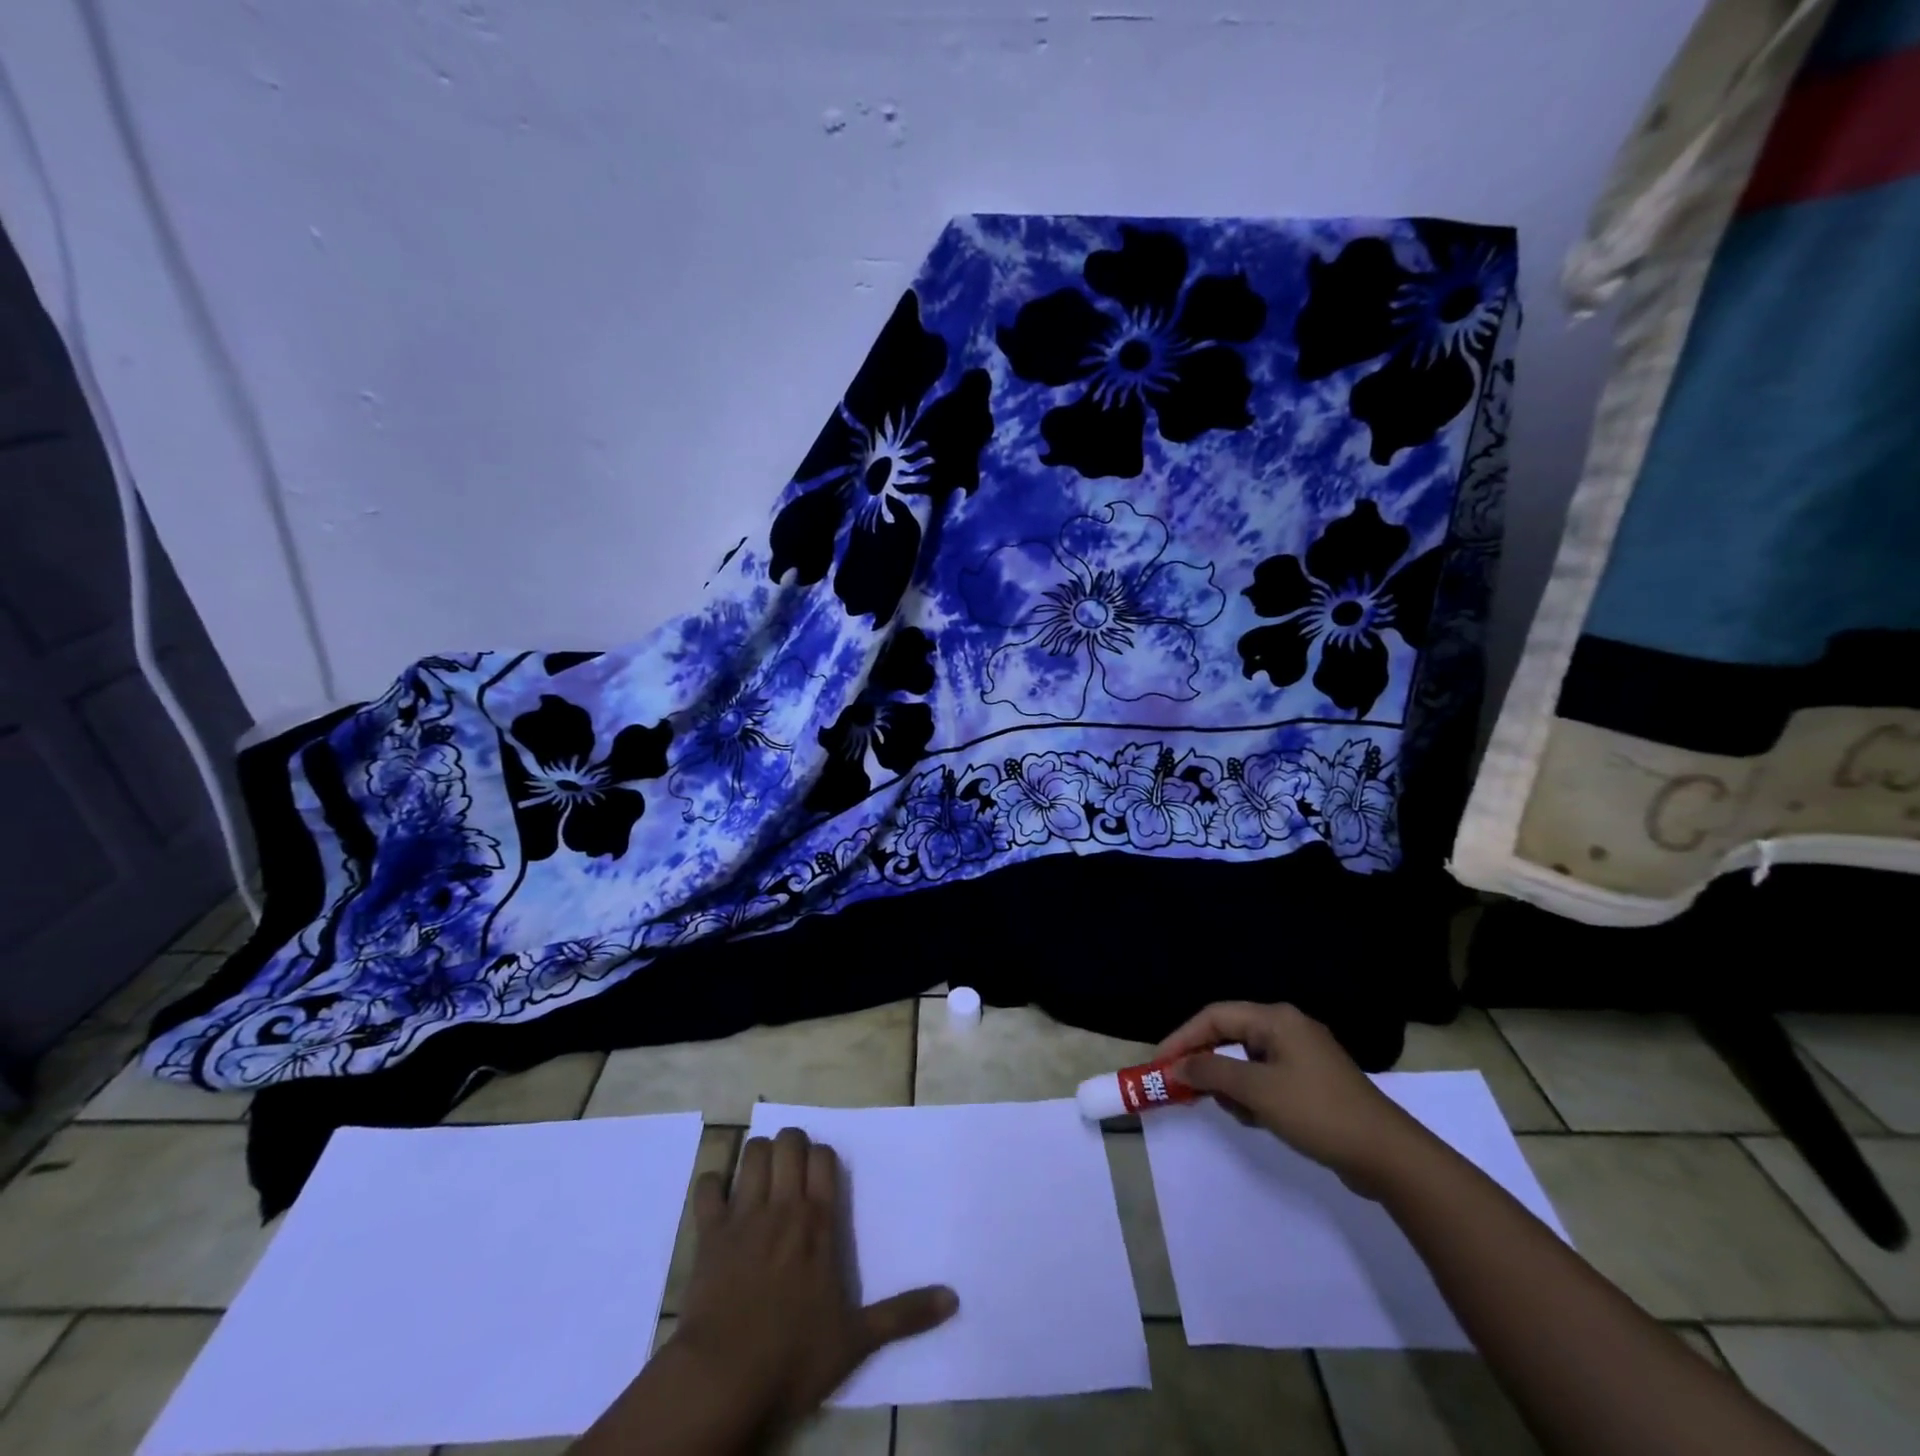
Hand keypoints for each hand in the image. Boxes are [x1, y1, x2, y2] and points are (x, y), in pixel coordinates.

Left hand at [670, 1126, 957, 1436]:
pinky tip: (719, 1197)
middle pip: (787, 1142)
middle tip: (793, 1169)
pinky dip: (712, 1183)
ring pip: (752, 1153)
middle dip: (791, 1145)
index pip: (823, 1157)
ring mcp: (742, 1215)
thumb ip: (904, 1314)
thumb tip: (953, 1298)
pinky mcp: (708, 1233)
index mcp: (818, 1222)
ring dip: (758, 1156)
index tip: (822, 1175)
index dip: (822, 1157)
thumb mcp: (856, 1339)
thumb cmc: (794, 1356)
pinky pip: (707, 1186)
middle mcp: (782, 1206)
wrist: (723, 1380)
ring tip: (763, 1177)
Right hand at [1157, 1001, 1430, 1198]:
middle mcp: (1288, 1027)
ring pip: (1247, 1059)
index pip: (1215, 1016)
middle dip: (1205, 1061)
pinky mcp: (1312, 1080)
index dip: (1182, 1037)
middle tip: (1181, 1086)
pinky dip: (1253, 1093)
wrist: (1388, 1156)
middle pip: (1230, 1034)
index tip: (1160, 1063)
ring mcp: (1303, 1054)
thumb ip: (1212, 1073)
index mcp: (1276, 1019)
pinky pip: (1266, 1076)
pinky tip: (1255, 1118)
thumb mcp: (1257, 1092)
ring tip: (1230, 1109)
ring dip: (1231, 1082)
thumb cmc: (1317, 1113)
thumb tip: (1177, 1065)